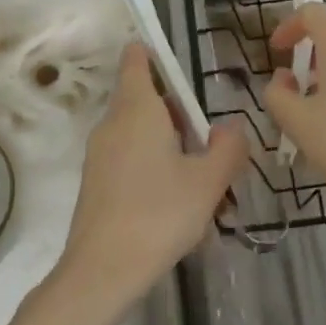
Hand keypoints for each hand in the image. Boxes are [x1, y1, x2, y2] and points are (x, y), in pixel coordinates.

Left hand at [55, 43, 250, 309]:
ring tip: (196, 178)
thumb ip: (227, 148)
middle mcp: (113, 122)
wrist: (102, 269)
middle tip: (206, 143)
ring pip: (137, 130)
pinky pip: (126, 155)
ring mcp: (99, 152)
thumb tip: (231, 126)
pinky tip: (171, 202)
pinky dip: (149, 163)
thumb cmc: (159, 214)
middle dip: (176, 112)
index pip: (137, 60)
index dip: (154, 55)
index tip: (180, 70)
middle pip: (143, 97)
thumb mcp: (208, 182)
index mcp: (137, 108)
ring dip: (166, 142)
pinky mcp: (94, 180)